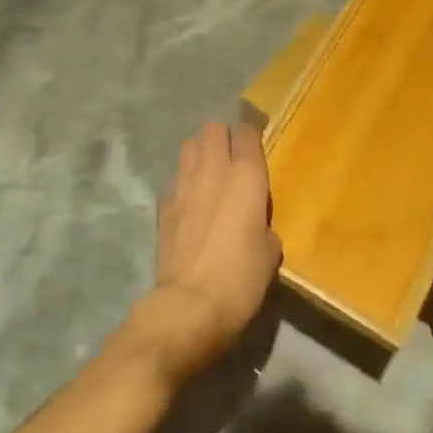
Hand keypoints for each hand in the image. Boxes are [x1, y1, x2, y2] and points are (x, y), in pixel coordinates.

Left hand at [132, 123, 281, 383]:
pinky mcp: (163, 205)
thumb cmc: (241, 277)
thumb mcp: (270, 252)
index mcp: (246, 176)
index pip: (246, 132)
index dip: (251, 137)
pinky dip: (182, 185)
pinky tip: (189, 205)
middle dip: (222, 136)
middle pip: (212, 128)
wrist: (190, 304)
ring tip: (208, 174)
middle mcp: (212, 170)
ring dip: (199, 153)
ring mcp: (182, 185)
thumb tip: (255, 224)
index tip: (256, 148)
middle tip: (231, 157)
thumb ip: (263, 224)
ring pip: (188, 146)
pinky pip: (174, 181)